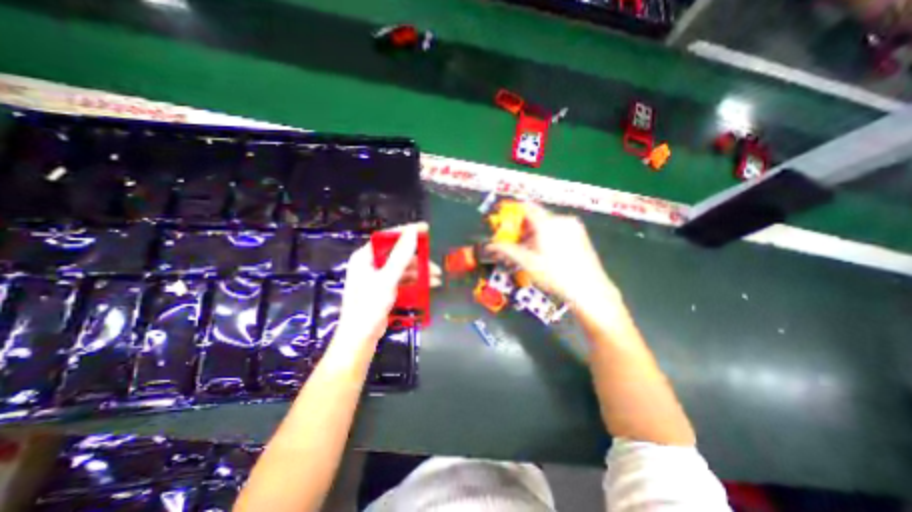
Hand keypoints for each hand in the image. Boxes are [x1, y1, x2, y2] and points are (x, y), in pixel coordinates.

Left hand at [335, 223, 430, 349]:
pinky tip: (429, 285)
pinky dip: (415, 282)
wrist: (359, 339)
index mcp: (365, 257)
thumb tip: (412, 232)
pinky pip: (402, 281)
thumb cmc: (369, 306)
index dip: (406, 232)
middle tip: (434, 263)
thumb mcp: (387, 279)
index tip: (424, 229)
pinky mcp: (384, 290)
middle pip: (397, 255)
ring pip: (402, 269)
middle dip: (418, 259)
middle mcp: (370, 265)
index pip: (387, 238)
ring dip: (419, 272)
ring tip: (437, 278)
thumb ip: (400, 256)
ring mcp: (377, 279)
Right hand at [489, 201, 624, 316]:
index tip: (504, 220)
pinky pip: (558, 228)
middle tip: (515, 243)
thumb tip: (490, 246)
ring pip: (547, 224)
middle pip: (536, 217)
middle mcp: (562, 219)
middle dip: (523, 228)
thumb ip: (507, 251)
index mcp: (548, 223)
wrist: (589, 290)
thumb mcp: (528, 263)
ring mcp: (574, 226)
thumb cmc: (555, 276)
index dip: (513, 211)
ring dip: (535, 234)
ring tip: (530, 252)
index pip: (526, 207)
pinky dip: (547, 236)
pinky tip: (546, 252)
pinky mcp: (581, 234)